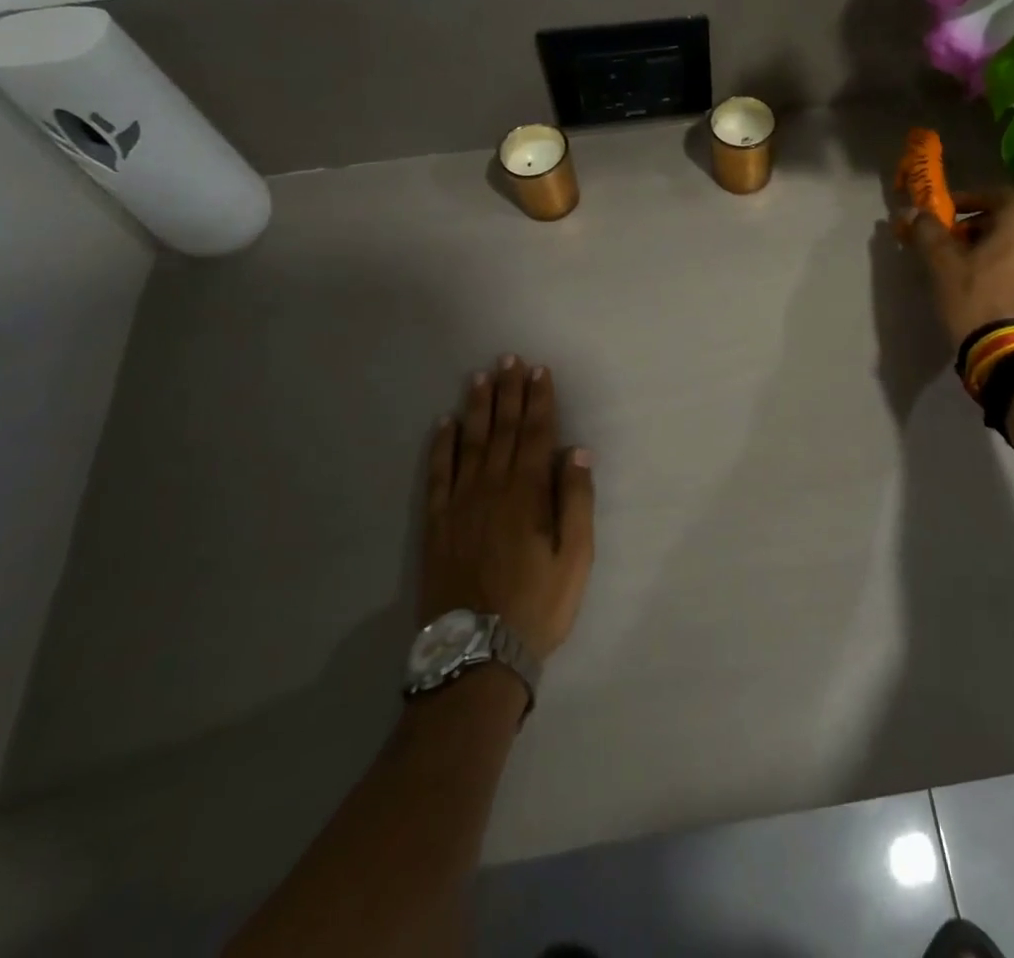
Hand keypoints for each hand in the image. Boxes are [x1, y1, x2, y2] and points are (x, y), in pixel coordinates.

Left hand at [420, 355, 594, 659]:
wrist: (476, 654)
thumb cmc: (537, 605)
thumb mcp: (576, 558)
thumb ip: (576, 500)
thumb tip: (575, 450)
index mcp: (528, 493)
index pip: (535, 433)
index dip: (539, 399)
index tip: (539, 371)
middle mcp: (492, 487)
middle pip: (502, 429)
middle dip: (508, 392)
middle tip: (509, 359)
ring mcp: (460, 503)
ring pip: (469, 442)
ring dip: (476, 407)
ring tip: (480, 377)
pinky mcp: (437, 523)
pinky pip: (438, 473)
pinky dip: (440, 446)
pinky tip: (443, 424)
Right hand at [902, 187, 1013, 347]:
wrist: (1013, 356)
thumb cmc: (976, 300)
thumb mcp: (942, 265)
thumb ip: (928, 231)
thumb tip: (915, 212)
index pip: (995, 195)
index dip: (968, 201)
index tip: (947, 215)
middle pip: (1013, 221)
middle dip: (984, 229)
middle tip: (958, 247)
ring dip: (1005, 252)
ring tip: (979, 273)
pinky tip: (1002, 293)